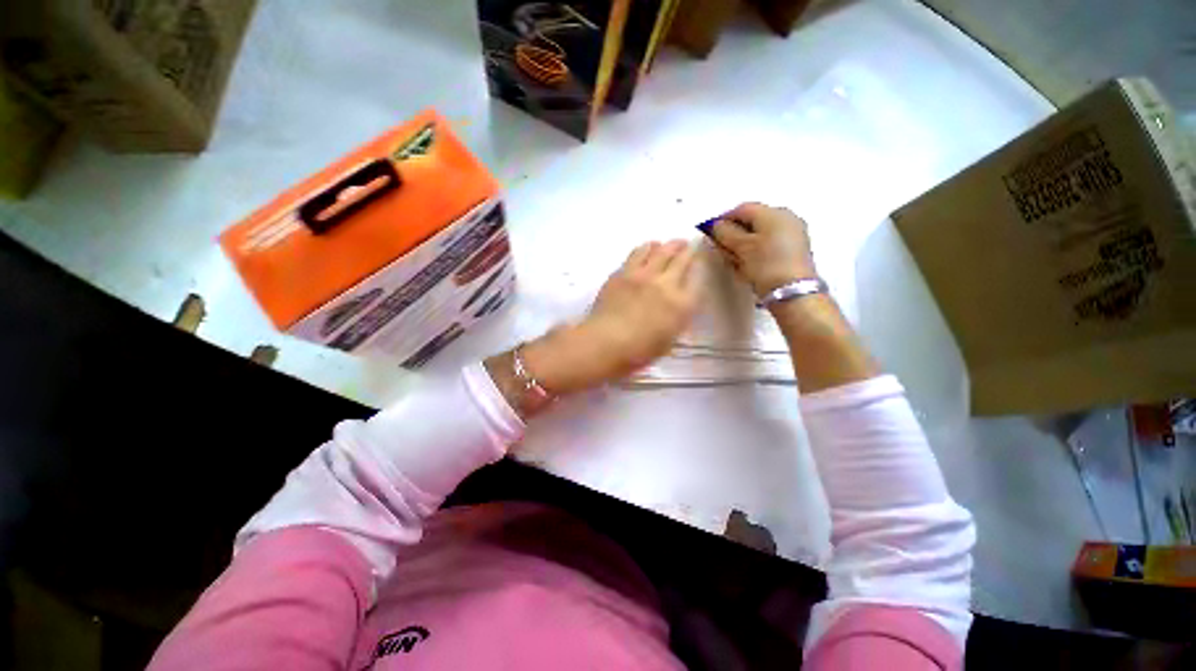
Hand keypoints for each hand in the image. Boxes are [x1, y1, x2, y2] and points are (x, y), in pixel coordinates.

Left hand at [522, 240, 699, 393]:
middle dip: (687, 249)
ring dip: (667, 245)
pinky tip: (647, 249)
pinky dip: (646, 248)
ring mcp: (643, 275)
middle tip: (688, 245)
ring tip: (668, 245)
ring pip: (660, 249)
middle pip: (682, 258)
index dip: (700, 266)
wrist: (605, 342)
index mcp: (682, 305)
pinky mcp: (623, 272)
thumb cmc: (638, 352)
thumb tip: (676, 305)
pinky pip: (638, 252)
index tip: (699, 261)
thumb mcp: (668, 341)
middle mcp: (666, 284)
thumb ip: (676, 319)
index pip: (697, 278)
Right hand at [708, 202, 816, 296]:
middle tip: (721, 247)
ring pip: (760, 234)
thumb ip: (725, 233)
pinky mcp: (794, 251)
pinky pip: (769, 244)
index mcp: (774, 213)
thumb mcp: (741, 248)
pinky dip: (755, 251)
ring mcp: (793, 235)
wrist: (793, 293)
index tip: (711, 232)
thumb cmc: (766, 266)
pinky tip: (747, 265)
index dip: (723, 219)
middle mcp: (787, 218)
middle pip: (753, 221)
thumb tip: (717, 226)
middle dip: (734, 233)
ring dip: (743, 244)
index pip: (743, 209)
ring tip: (733, 260)